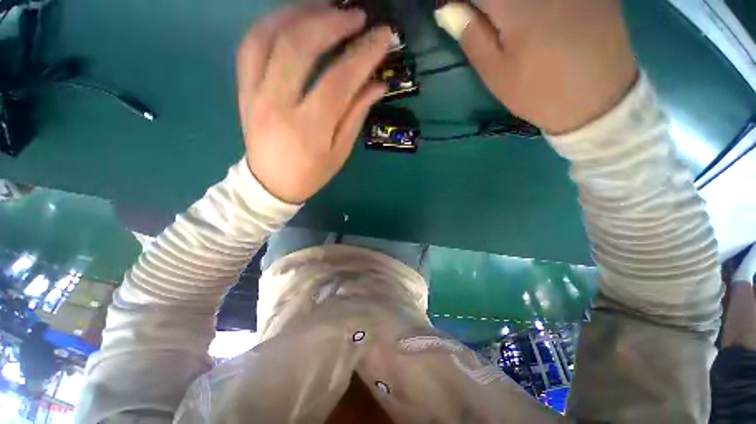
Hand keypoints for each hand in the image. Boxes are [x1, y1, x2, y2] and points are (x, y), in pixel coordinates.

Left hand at [237, 3, 391, 203]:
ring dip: (300, 13)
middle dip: (332, 22)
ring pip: (270, 37)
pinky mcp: (243, 89)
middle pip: (300, 47)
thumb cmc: (311, 173)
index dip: (363, 54)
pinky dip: (271, 23)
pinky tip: (293, 18)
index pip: (339, 81)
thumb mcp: (340, 152)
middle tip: (356, 15)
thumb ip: (356, 115)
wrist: (271, 183)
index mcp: (309, 129)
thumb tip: (378, 83)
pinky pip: (250, 45)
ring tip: (327, 7)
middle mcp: (277, 105)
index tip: (383, 35)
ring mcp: (254, 93)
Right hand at [436, 0, 637, 133]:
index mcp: (516, 5)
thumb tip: (446, 10)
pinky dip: (529, 6)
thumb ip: (471, 36)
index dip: (461, 2)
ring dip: (506, 7)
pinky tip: (532, 17)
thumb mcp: (496, 73)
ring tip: (502, 21)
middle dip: (488, 7)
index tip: (455, 12)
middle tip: (484, 21)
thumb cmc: (537, 92)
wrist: (597, 100)